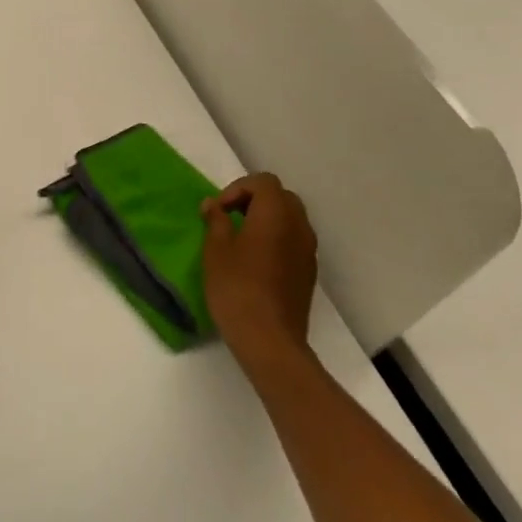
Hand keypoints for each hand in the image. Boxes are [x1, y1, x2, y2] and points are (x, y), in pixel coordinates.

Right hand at [201, 174, 319, 372]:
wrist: (269, 339)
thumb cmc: (236, 287)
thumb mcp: (215, 249)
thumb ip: (215, 220)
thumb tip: (213, 205)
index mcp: (276, 213)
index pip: (263, 182)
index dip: (238, 189)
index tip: (218, 210)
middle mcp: (299, 226)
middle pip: (281, 197)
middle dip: (254, 200)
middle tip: (229, 218)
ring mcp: (308, 250)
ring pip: (290, 219)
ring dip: (266, 220)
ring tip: (240, 240)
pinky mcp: (308, 272)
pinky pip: (294, 240)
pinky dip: (276, 239)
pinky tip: (256, 262)